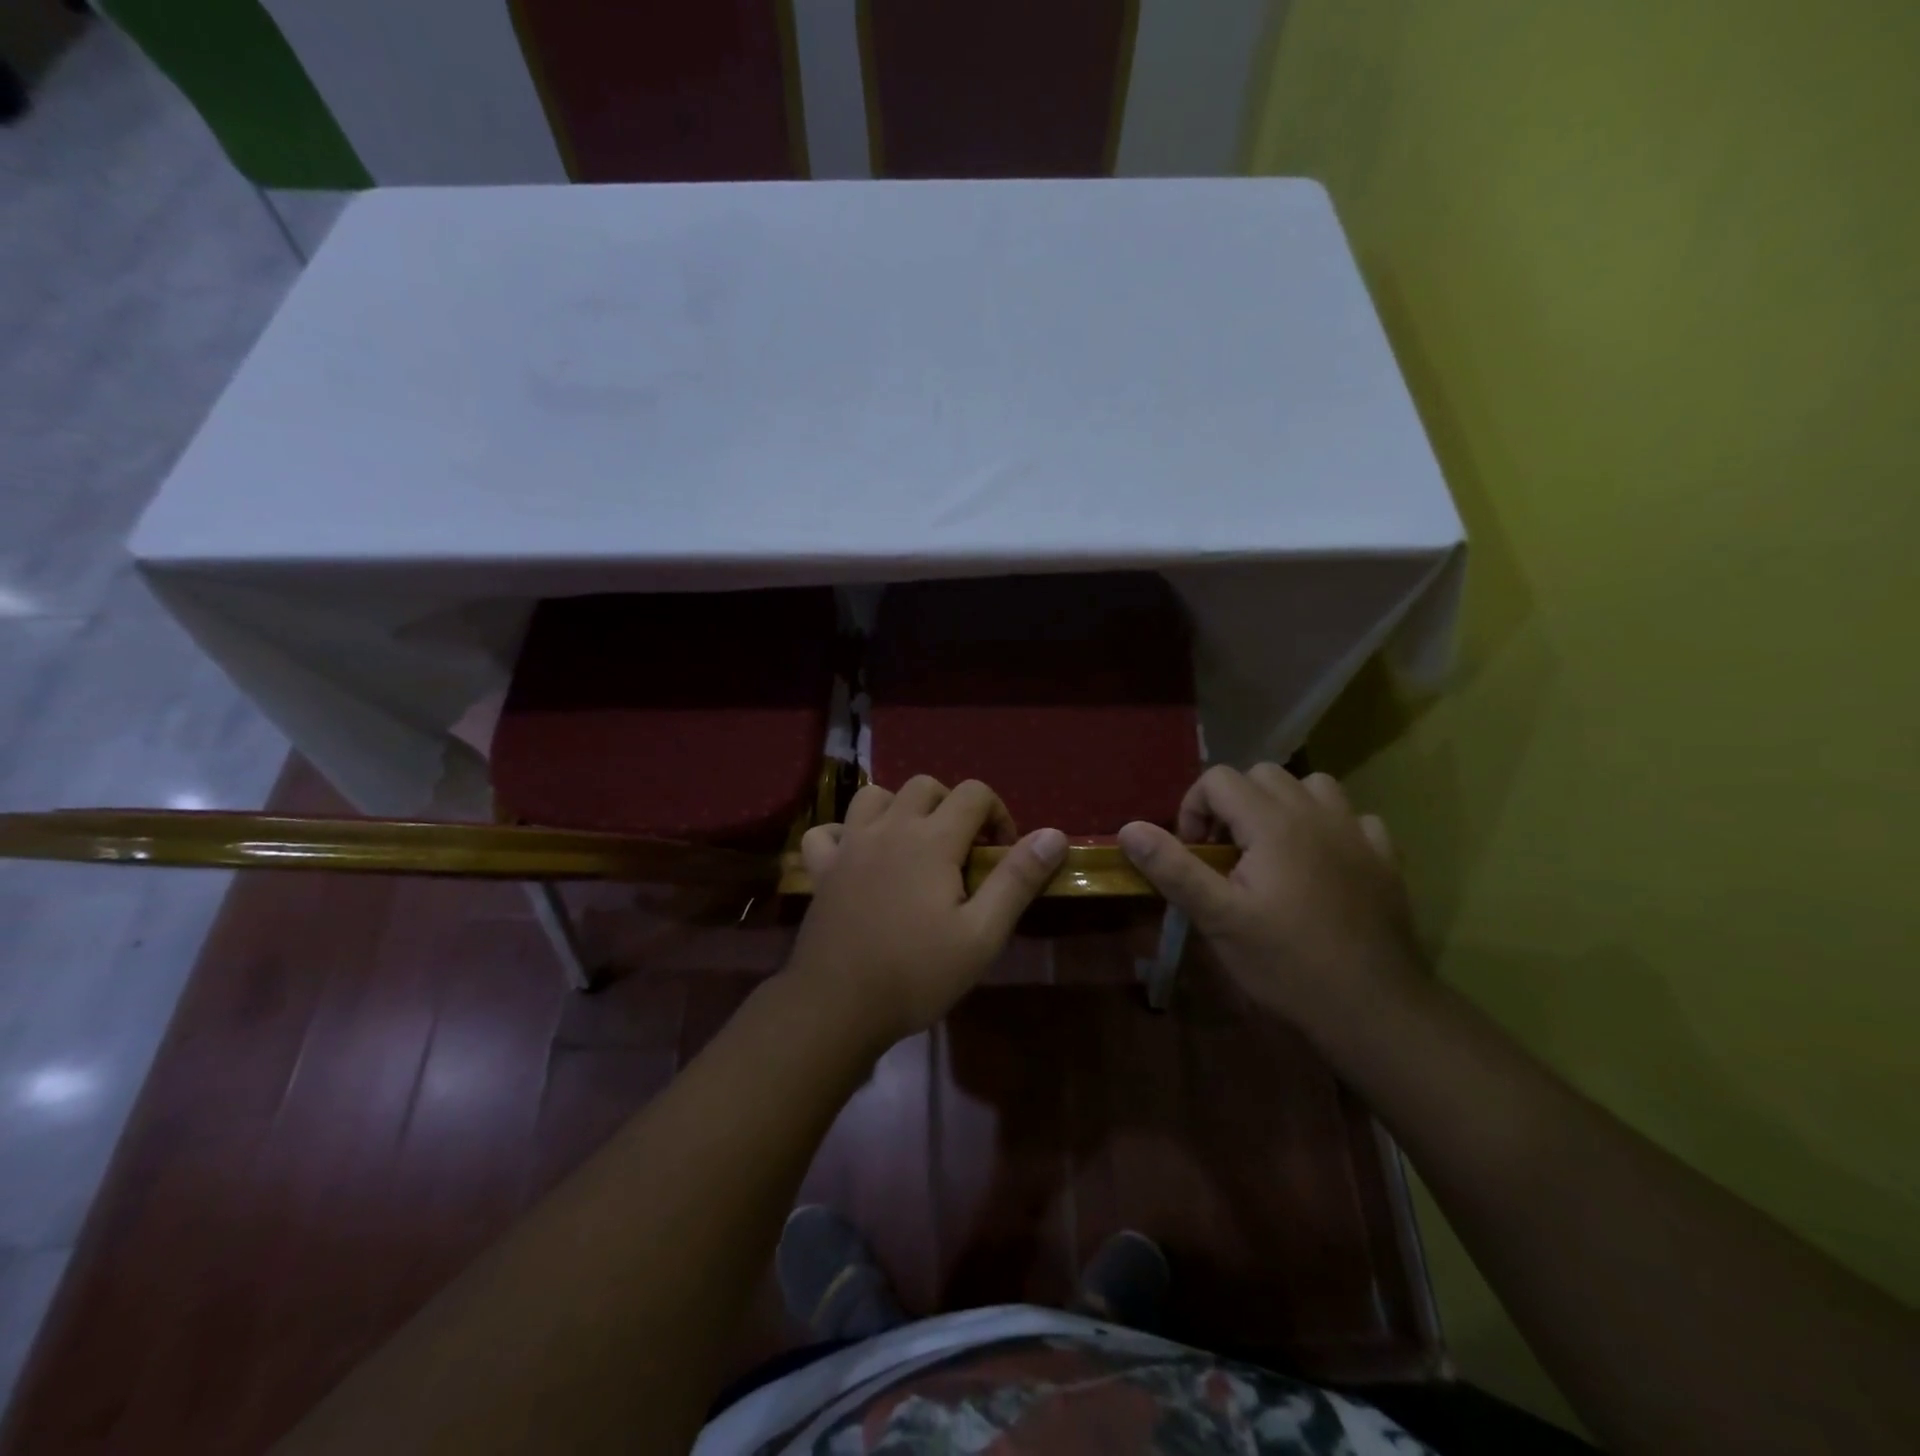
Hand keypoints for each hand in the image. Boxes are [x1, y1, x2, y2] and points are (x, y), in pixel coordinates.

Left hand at [790, 777, 1067, 1047]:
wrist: (838, 1006)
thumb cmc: (917, 973)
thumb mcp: (982, 935)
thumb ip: (1017, 880)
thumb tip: (1054, 834)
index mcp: (932, 840)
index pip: (973, 793)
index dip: (997, 814)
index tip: (1000, 854)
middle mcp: (889, 828)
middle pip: (925, 786)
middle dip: (952, 806)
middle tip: (962, 851)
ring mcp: (849, 845)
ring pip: (874, 796)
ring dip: (899, 809)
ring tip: (913, 845)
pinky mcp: (821, 869)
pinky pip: (827, 830)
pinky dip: (844, 833)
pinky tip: (857, 856)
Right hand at [1117, 765, 1423, 1035]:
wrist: (1374, 1008)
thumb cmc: (1286, 963)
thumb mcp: (1218, 918)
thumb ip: (1173, 868)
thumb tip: (1129, 829)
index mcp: (1273, 823)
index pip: (1218, 779)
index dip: (1194, 810)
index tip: (1195, 855)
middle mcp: (1316, 813)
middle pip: (1263, 774)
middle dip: (1234, 804)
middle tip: (1227, 854)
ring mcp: (1357, 833)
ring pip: (1313, 786)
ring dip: (1284, 805)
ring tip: (1273, 849)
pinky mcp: (1385, 858)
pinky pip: (1354, 818)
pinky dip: (1331, 828)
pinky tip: (1324, 863)